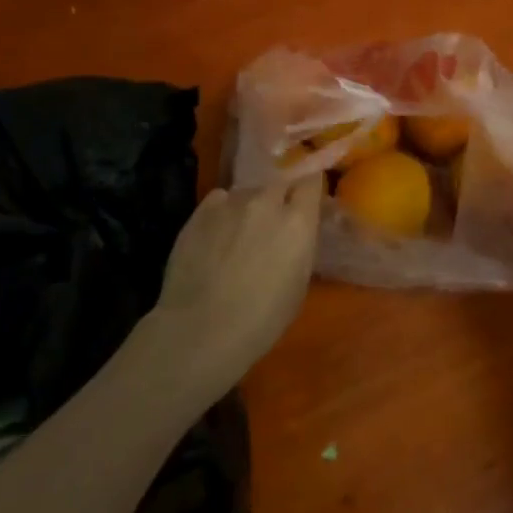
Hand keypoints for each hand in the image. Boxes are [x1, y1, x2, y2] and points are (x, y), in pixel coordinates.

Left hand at [150, 176, 324, 389]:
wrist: (201, 330)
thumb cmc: (261, 320)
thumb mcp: (298, 284)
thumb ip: (300, 246)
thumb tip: (297, 233)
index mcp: (298, 221)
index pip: (311, 182)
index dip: (308, 191)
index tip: (306, 202)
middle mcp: (267, 201)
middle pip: (279, 183)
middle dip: (279, 198)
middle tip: (273, 223)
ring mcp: (231, 203)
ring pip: (247, 193)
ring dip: (250, 207)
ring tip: (239, 233)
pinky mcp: (200, 211)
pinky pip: (219, 200)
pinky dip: (223, 212)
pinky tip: (216, 235)